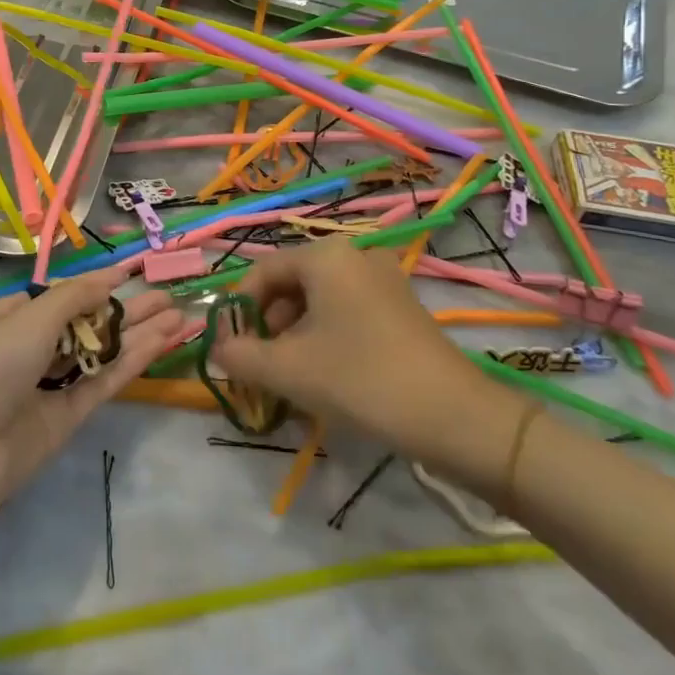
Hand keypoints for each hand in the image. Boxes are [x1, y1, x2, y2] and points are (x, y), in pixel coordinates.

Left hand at [0, 268, 189, 531]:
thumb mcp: (30, 318)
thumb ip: (76, 298)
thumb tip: (112, 278)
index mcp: (16, 316)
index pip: (65, 296)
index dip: (99, 285)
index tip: (135, 272)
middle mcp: (34, 347)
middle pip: (90, 323)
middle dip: (128, 309)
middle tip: (171, 296)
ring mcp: (51, 385)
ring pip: (103, 353)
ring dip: (139, 334)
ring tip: (180, 316)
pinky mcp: (66, 420)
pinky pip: (104, 383)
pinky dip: (132, 362)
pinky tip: (162, 343)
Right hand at [207, 238, 526, 491]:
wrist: (457, 418)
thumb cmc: (362, 380)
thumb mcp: (289, 370)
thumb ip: (241, 356)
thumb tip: (218, 349)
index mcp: (325, 257)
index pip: (262, 272)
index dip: (239, 309)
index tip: (230, 348)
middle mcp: (354, 255)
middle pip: (291, 284)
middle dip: (268, 324)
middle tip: (261, 366)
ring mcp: (383, 279)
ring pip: (319, 300)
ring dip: (295, 334)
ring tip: (291, 377)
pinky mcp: (402, 306)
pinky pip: (347, 311)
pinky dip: (326, 336)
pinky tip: (326, 375)